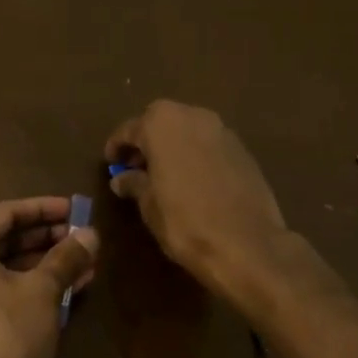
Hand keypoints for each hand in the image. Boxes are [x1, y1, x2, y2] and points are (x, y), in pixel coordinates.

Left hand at [0, 197, 97, 357]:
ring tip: (85, 264)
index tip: (76, 209)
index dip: (45, 208)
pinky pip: (2, 294)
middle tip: (83, 238)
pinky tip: (70, 292)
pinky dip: (33, 289)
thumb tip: (91, 234)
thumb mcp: (43, 291)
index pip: (7, 213)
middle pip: (6, 240)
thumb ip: (67, 257)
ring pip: (7, 269)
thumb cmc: (7, 336)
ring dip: (46, 265)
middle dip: (48, 238)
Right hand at [106, 101, 320, 312]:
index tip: (110, 163)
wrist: (247, 242)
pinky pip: (209, 143)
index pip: (130, 129)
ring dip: (173, 145)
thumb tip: (121, 178)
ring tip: (164, 174)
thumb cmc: (186, 222)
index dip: (117, 147)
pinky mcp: (242, 148)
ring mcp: (221, 129)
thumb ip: (134, 184)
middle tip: (136, 167)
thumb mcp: (150, 206)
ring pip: (188, 129)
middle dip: (147, 140)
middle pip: (161, 121)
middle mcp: (192, 115)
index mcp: (162, 123)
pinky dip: (196, 154)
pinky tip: (193, 180)